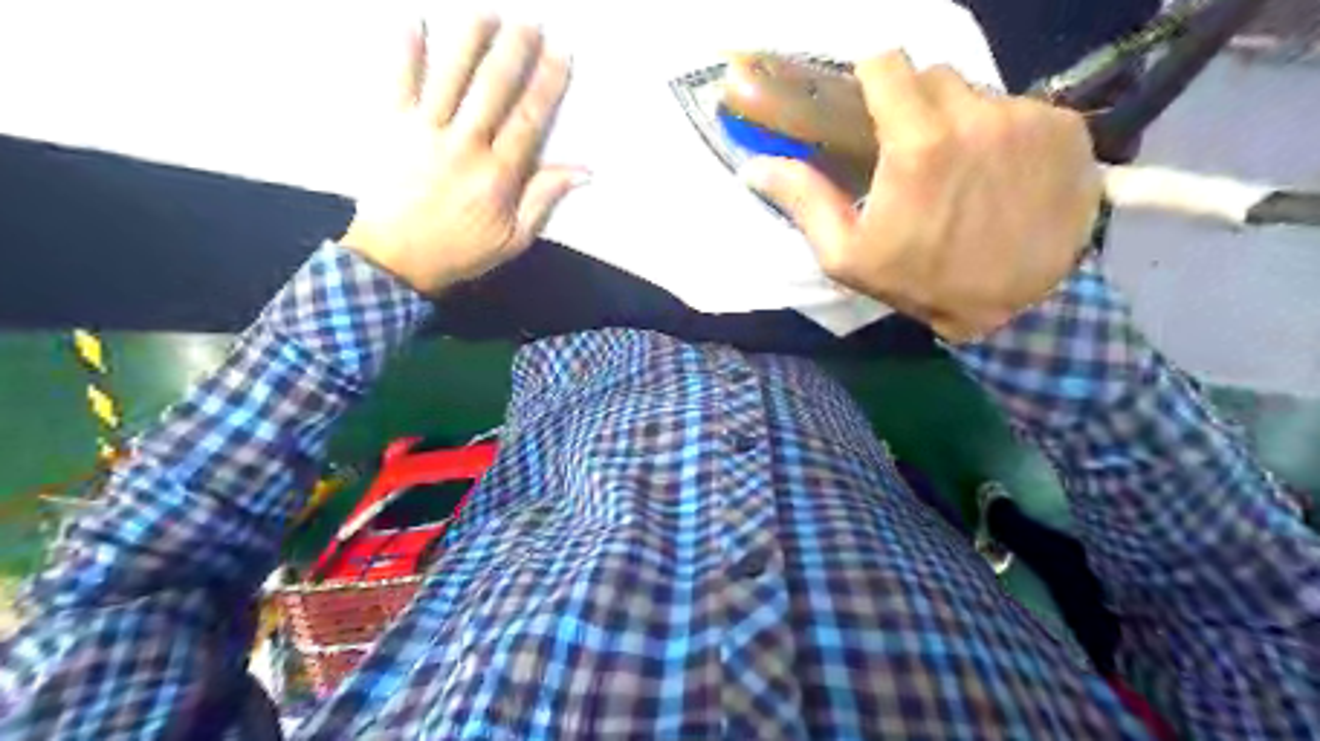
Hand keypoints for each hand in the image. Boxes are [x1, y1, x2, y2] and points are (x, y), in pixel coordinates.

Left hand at [339, 18, 586, 293]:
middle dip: (515, 49)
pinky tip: (413, 19)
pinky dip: (404, 49)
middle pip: (493, 87)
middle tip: (530, 21)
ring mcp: (424, 131)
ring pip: (450, 75)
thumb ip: (544, 200)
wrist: (395, 260)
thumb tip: (584, 171)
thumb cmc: (461, 251)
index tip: (561, 53)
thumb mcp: (514, 238)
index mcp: (498, 175)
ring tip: (487, 12)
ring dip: (469, 39)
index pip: (529, 119)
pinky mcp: (390, 126)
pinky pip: (397, 80)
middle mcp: (464, 145)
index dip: (547, 83)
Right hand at [740, 49, 1105, 341]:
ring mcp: (1028, 118)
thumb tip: (754, 166)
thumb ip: (805, 201)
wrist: (1023, 307)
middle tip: (912, 153)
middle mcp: (976, 115)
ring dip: (961, 121)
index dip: (872, 79)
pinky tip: (1004, 176)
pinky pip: (1022, 110)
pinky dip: (1006, 134)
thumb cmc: (924, 282)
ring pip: (978, 94)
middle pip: (933, 76)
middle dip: (915, 106)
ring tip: (961, 170)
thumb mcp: (849, 256)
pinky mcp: (1066, 129)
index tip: (869, 105)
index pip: (887, 62)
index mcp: (918, 143)